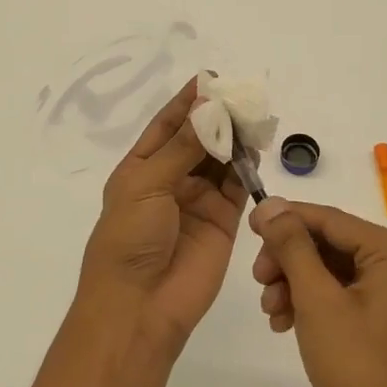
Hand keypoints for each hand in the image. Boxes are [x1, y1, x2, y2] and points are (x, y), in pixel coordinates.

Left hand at [79, 79, 247, 353]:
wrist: (140, 306)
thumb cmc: (130, 239)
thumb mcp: (147, 185)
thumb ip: (183, 147)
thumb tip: (207, 107)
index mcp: (141, 169)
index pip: (167, 125)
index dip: (187, 102)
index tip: (210, 79)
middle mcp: (170, 181)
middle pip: (197, 140)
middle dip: (217, 117)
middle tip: (242, 95)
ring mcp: (197, 201)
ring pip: (221, 160)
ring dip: (234, 139)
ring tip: (253, 116)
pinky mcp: (222, 221)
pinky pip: (237, 187)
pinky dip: (247, 168)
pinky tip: (257, 148)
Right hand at [250, 199, 386, 386]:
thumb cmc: (358, 366)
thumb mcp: (317, 300)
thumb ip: (292, 246)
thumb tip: (270, 203)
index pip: (330, 220)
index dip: (286, 220)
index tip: (248, 226)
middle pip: (331, 243)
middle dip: (289, 261)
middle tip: (258, 280)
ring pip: (332, 269)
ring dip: (295, 283)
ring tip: (271, 311)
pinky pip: (344, 292)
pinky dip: (313, 302)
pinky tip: (286, 322)